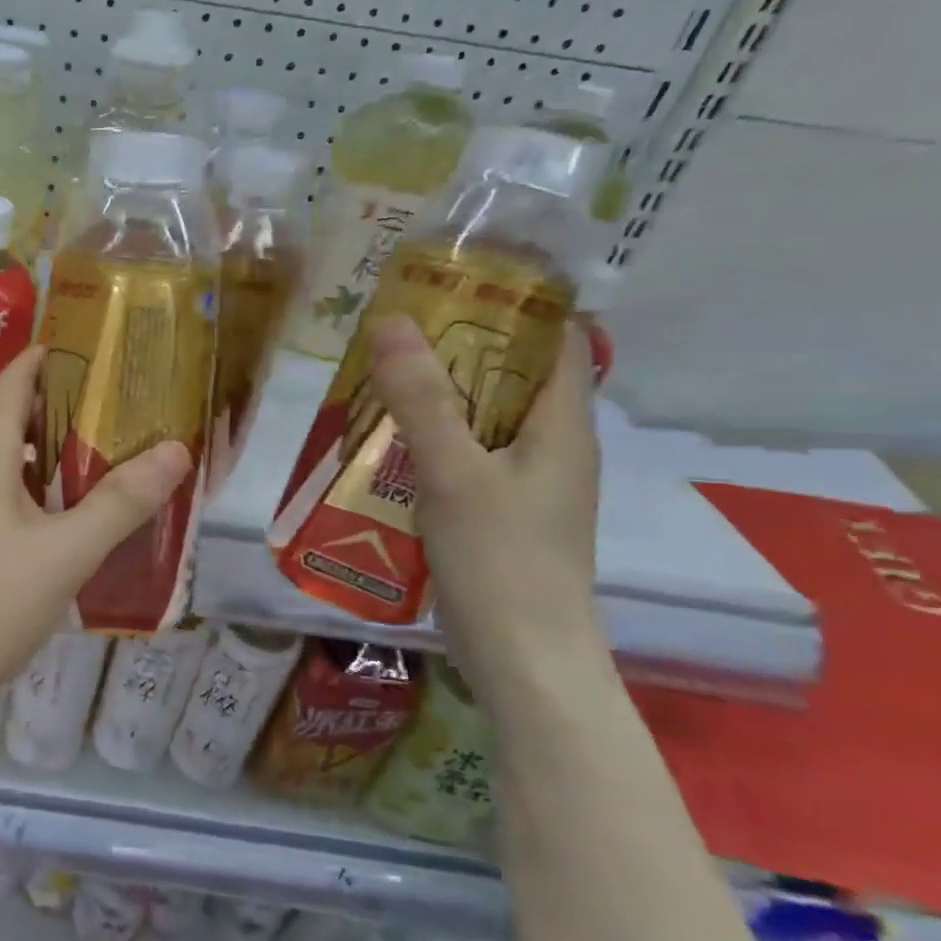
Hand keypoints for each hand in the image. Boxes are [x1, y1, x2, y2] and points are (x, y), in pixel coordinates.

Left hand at [0, 347, 190, 706]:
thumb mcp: (68, 551)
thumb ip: (121, 502)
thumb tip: (175, 449)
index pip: (10, 386)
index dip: (40, 358)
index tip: (81, 344)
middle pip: (8, 423)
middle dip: (56, 408)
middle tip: (112, 407)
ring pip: (5, 466)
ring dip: (47, 455)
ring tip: (98, 459)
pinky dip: (34, 492)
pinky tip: (65, 519)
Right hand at [368, 315, 607, 699]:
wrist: (522, 660)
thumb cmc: (500, 559)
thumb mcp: (453, 471)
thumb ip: (421, 399)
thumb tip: (392, 321)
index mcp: (562, 427)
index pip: (556, 340)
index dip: (515, 304)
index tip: (454, 280)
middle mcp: (552, 448)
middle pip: (510, 378)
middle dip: (457, 349)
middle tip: (393, 328)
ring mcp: (526, 485)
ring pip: (483, 421)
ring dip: (437, 397)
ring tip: (378, 377)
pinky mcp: (498, 515)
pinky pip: (465, 458)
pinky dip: (430, 441)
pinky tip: (384, 446)